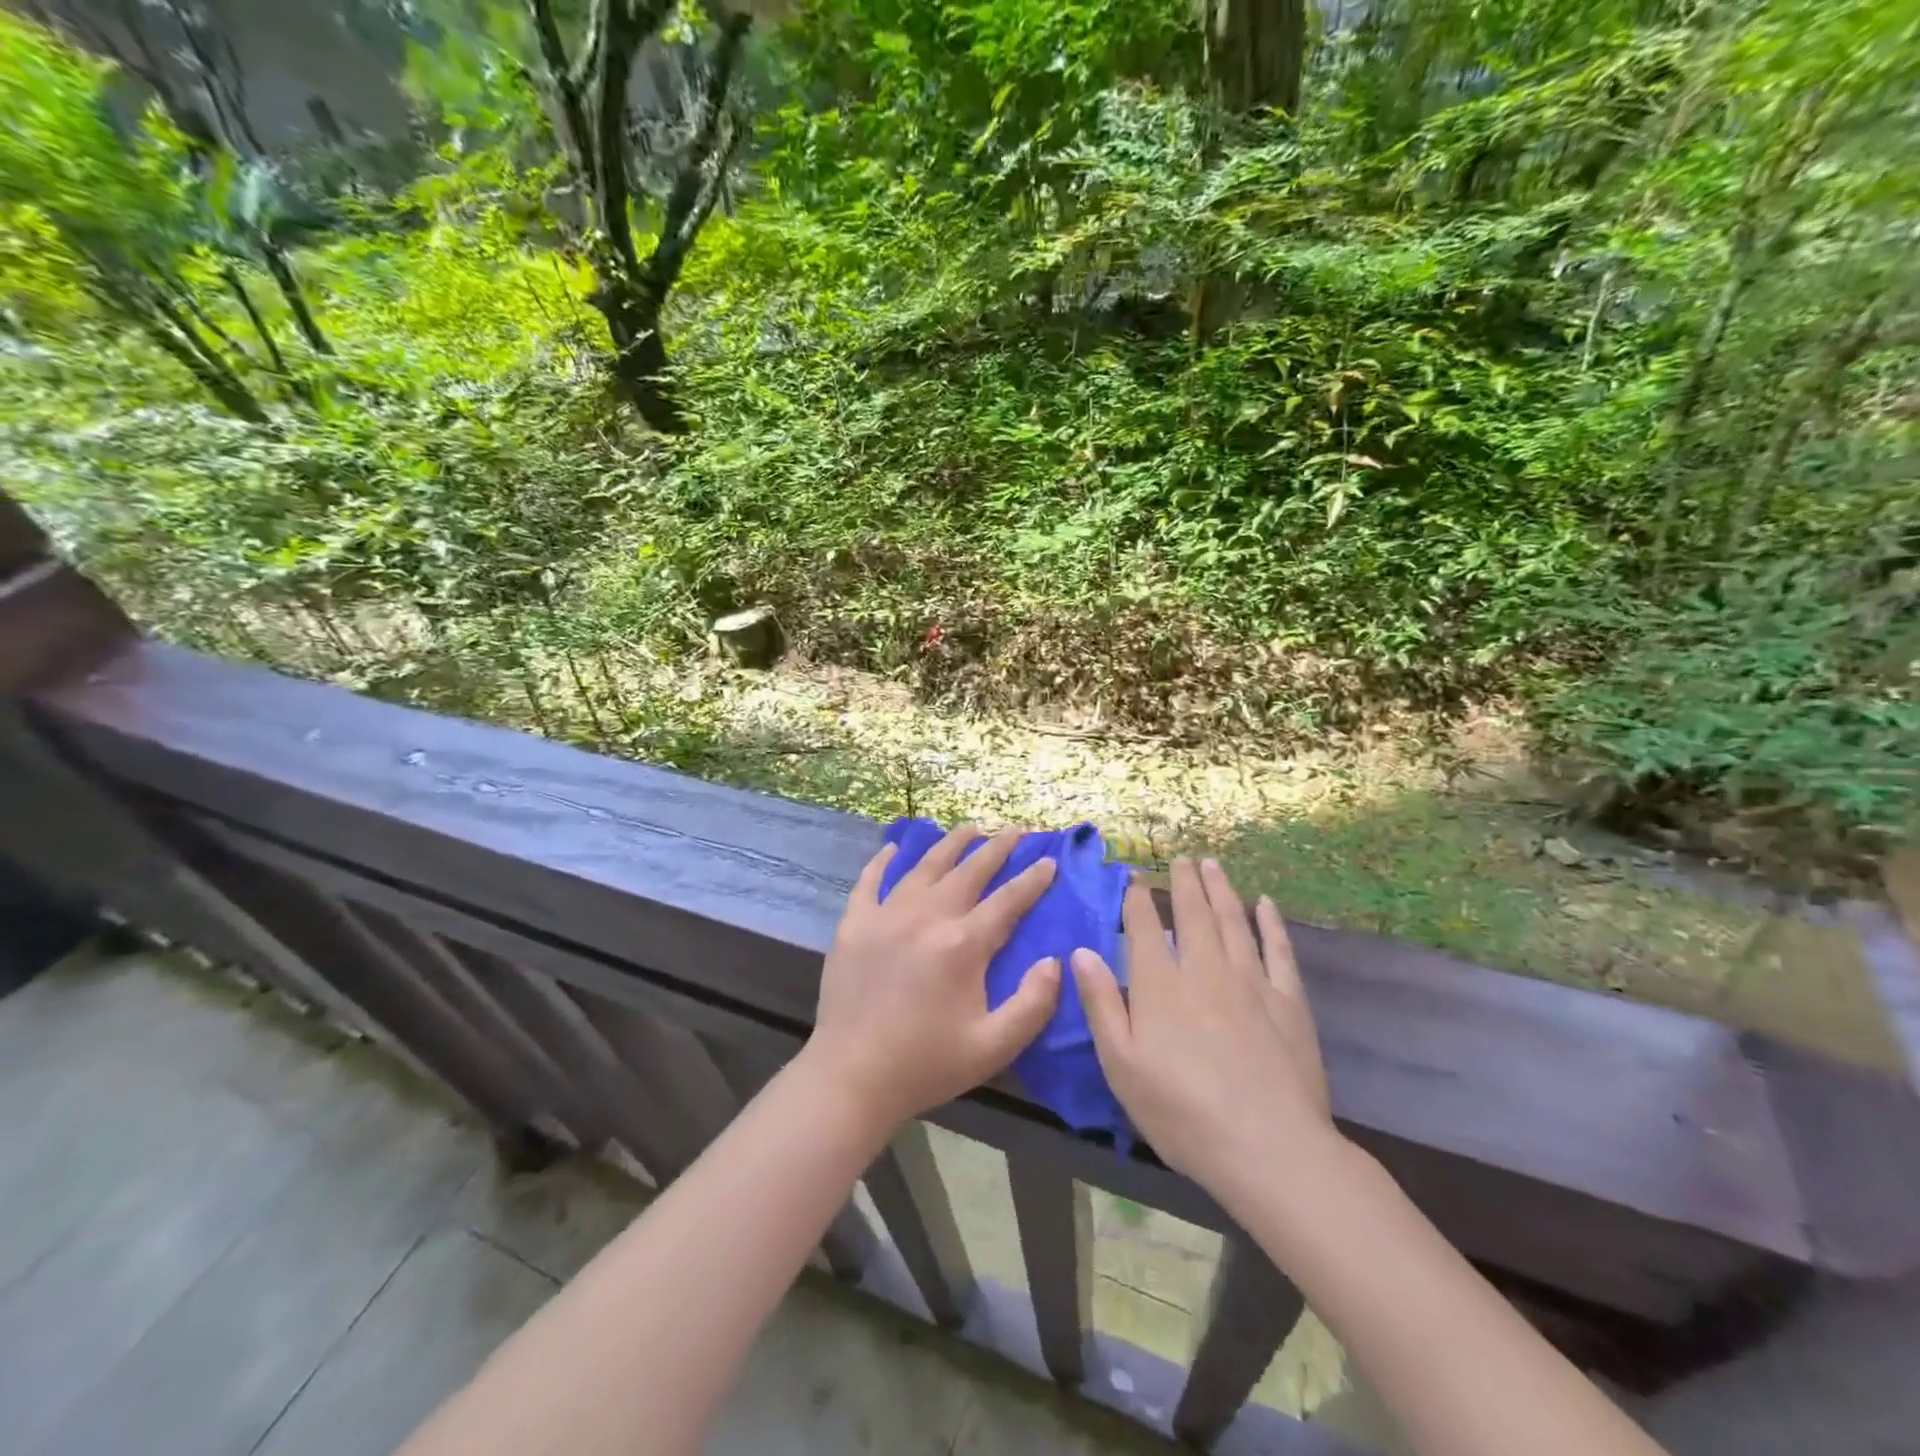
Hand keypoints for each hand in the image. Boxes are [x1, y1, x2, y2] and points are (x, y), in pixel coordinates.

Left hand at [804, 826, 1062, 1132]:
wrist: (851, 1077)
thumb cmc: (926, 1064)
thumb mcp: (994, 1046)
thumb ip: (1033, 1003)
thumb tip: (1055, 961)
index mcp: (962, 944)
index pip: (1008, 900)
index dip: (1033, 879)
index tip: (1049, 861)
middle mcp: (926, 916)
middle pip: (969, 871)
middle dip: (997, 848)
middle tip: (1016, 831)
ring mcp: (886, 915)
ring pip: (925, 866)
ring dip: (951, 844)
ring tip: (970, 828)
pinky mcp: (854, 924)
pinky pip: (870, 881)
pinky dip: (884, 861)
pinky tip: (895, 848)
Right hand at [1072, 858, 1333, 1194]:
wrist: (1270, 1149)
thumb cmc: (1182, 1113)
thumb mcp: (1121, 1065)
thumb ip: (1101, 1004)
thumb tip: (1081, 952)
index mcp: (1160, 985)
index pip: (1145, 927)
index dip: (1138, 900)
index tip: (1136, 879)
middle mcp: (1204, 970)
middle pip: (1193, 914)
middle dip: (1184, 882)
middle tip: (1181, 858)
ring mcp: (1251, 982)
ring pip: (1233, 922)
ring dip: (1221, 889)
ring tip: (1213, 865)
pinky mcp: (1289, 1002)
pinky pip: (1279, 950)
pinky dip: (1271, 924)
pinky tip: (1266, 904)